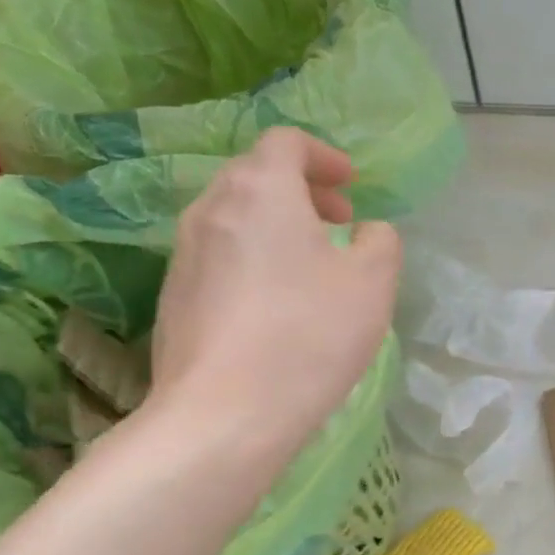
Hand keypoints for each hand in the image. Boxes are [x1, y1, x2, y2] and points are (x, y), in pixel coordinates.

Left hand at [145, 127, 401, 477]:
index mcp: (260, 191)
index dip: (323, 155)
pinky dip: (254, 257)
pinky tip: (279, 303)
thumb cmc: (309, 335)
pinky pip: (220, 256)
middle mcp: (211, 209)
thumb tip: (366, 232)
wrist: (226, 413)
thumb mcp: (373, 283)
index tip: (352, 184)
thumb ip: (380, 241)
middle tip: (340, 221)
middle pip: (255, 175)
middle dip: (302, 189)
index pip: (285, 142)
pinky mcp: (174, 296)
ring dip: (277, 224)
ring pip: (234, 216)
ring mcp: (183, 254)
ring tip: (312, 263)